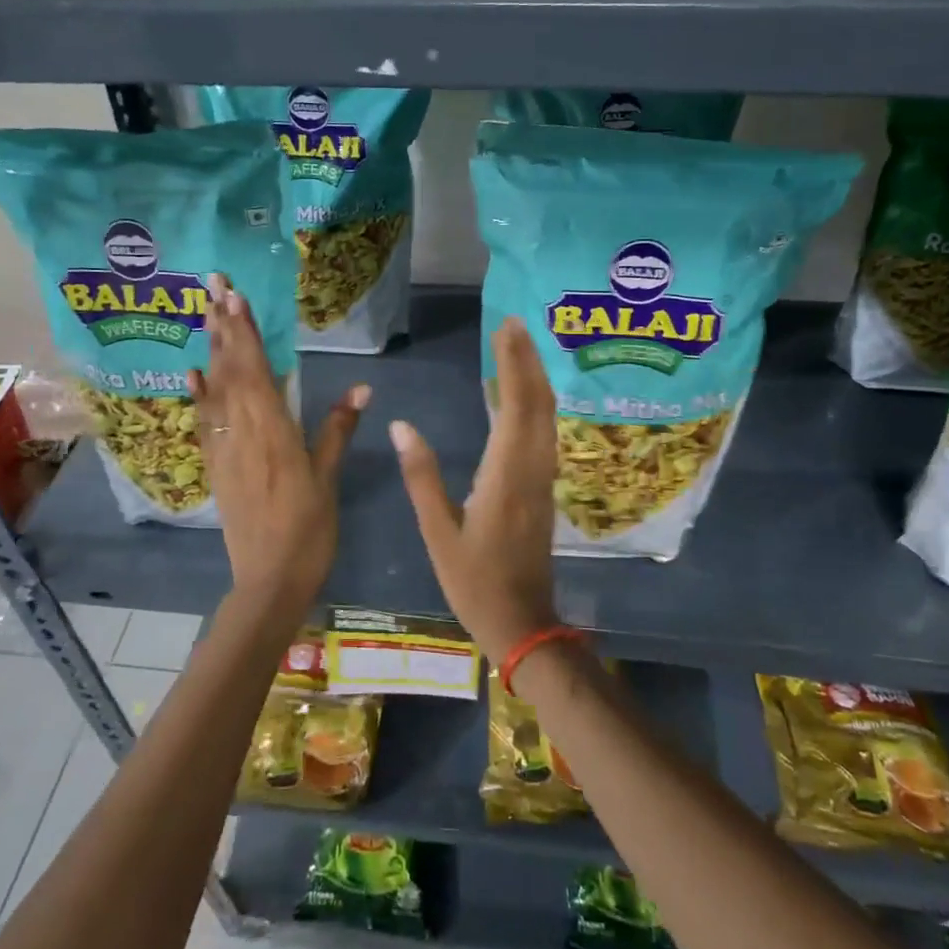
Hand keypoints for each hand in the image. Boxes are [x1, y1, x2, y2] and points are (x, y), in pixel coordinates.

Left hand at [188, 275, 366, 625]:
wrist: (269, 579)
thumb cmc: (309, 529)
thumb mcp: (328, 478)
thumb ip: (338, 429)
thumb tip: (362, 387)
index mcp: (274, 431)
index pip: (256, 370)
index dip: (245, 332)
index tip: (235, 296)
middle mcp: (243, 432)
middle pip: (230, 370)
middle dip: (222, 326)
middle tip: (212, 285)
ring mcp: (223, 449)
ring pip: (214, 390)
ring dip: (210, 350)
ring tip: (204, 314)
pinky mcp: (215, 467)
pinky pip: (203, 423)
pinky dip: (198, 396)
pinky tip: (193, 375)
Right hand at [389, 317, 558, 664]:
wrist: (523, 623)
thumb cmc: (474, 583)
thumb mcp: (438, 533)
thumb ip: (422, 477)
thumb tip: (401, 425)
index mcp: (505, 476)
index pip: (515, 406)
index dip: (513, 363)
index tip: (506, 328)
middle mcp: (532, 469)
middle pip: (539, 403)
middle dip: (529, 360)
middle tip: (514, 324)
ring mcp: (544, 479)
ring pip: (547, 417)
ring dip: (536, 378)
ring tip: (519, 348)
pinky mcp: (544, 489)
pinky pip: (545, 434)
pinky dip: (536, 404)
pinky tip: (522, 397)